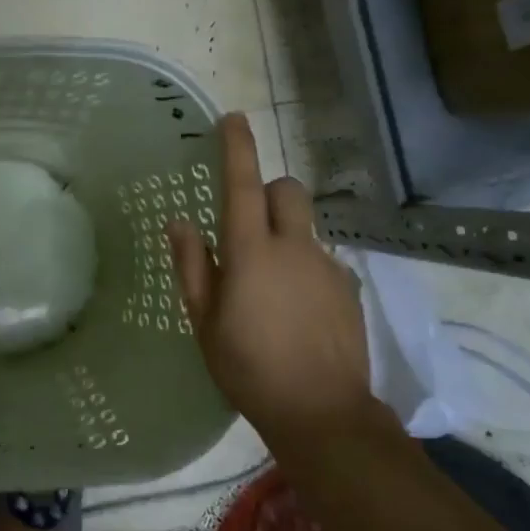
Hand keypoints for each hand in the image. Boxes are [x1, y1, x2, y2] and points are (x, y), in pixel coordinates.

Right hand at [166, 113, 375, 444]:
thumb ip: (192, 266)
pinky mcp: (348, 288)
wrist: (322, 413)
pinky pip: (322, 258)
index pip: (243, 185)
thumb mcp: (204, 321)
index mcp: (251, 253)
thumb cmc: (248, 367)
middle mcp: (294, 248)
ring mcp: (327, 266)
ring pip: (305, 227)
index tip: (232, 118)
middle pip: (287, 191)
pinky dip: (305, 267)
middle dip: (268, 191)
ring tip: (270, 285)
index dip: (238, 148)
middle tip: (248, 224)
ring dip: (285, 235)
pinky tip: (297, 309)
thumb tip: (180, 223)